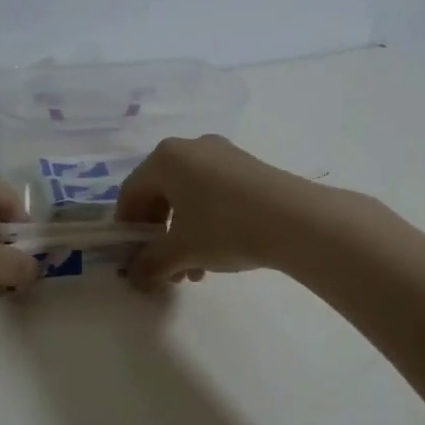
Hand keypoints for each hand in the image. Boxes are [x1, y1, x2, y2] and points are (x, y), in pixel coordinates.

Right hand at [114, 135, 318, 290]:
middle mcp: (190, 148)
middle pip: (160, 194)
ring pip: (188, 196)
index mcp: (165, 159)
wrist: (297, 220)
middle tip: (165, 267)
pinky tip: (218, 253)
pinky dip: (206, 221)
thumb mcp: (181, 251)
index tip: (133, 257)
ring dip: (183, 234)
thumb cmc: (225, 228)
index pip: (131, 193)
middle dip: (159, 235)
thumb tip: (136, 276)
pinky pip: (213, 192)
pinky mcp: (247, 166)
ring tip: (194, 270)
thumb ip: (150, 264)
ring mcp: (222, 153)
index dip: (127, 228)